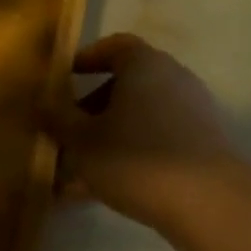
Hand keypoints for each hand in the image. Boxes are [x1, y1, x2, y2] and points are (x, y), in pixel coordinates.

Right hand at [51, 34, 239, 228]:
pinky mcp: (200, 148)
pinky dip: (126, 159)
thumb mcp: (81, 139)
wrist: (209, 203)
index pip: (115, 46)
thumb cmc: (136, 157)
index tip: (64, 77)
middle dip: (90, 109)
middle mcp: (173, 82)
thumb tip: (42, 104)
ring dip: (105, 140)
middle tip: (64, 133)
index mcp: (144, 66)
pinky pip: (153, 145)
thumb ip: (58, 119)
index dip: (87, 58)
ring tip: (72, 174)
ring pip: (137, 120)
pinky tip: (96, 193)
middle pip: (126, 86)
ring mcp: (191, 116)